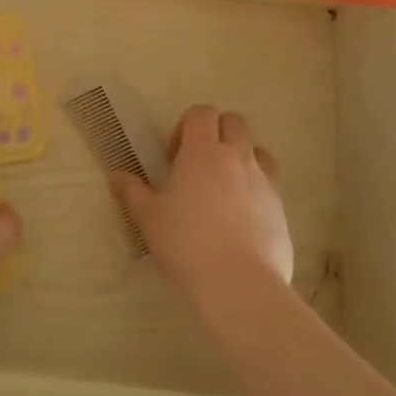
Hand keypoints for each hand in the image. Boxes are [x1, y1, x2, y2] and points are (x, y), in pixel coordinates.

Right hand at [109, 105, 293, 314]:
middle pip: (235, 122)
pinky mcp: (281, 210)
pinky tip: (240, 222)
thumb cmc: (185, 243)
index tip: (175, 155)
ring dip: (242, 158)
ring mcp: (264, 182)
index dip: (187, 126)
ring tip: (224, 189)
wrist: (238, 283)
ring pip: (258, 151)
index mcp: (203, 151)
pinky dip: (256, 192)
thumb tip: (114, 173)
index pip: (202, 112)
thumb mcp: (148, 218)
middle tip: (199, 165)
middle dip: (217, 133)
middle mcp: (237, 157)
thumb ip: (131, 191)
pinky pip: (270, 186)